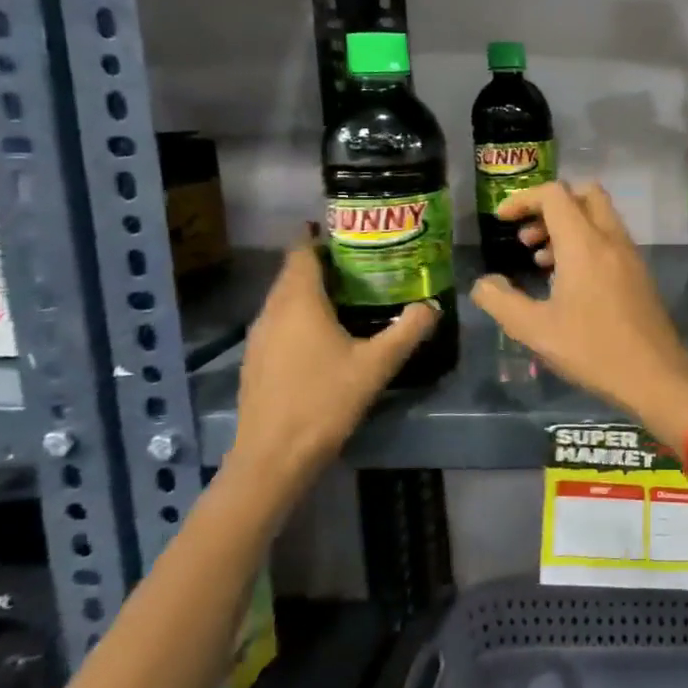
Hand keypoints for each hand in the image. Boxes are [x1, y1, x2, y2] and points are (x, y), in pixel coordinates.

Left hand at [230, 244, 437, 485]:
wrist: (273, 457)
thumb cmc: (325, 401)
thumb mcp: (376, 365)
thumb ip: (407, 331)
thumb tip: (432, 306)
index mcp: (299, 302)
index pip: (302, 252)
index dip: (319, 237)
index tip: (347, 230)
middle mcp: (272, 312)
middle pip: (292, 274)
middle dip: (321, 263)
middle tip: (360, 262)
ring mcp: (259, 338)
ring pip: (283, 300)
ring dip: (310, 291)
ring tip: (348, 294)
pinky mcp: (256, 361)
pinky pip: (278, 323)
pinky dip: (299, 316)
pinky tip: (324, 335)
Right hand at [471, 183, 687, 439]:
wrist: (655, 376)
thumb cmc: (592, 350)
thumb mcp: (535, 331)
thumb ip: (502, 302)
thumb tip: (483, 284)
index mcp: (584, 243)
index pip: (554, 194)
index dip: (523, 199)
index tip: (502, 221)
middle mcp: (611, 239)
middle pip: (584, 194)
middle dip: (551, 205)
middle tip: (528, 235)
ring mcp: (630, 255)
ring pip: (600, 217)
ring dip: (568, 226)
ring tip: (540, 261)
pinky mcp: (640, 274)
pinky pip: (610, 240)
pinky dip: (587, 244)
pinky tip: (569, 282)